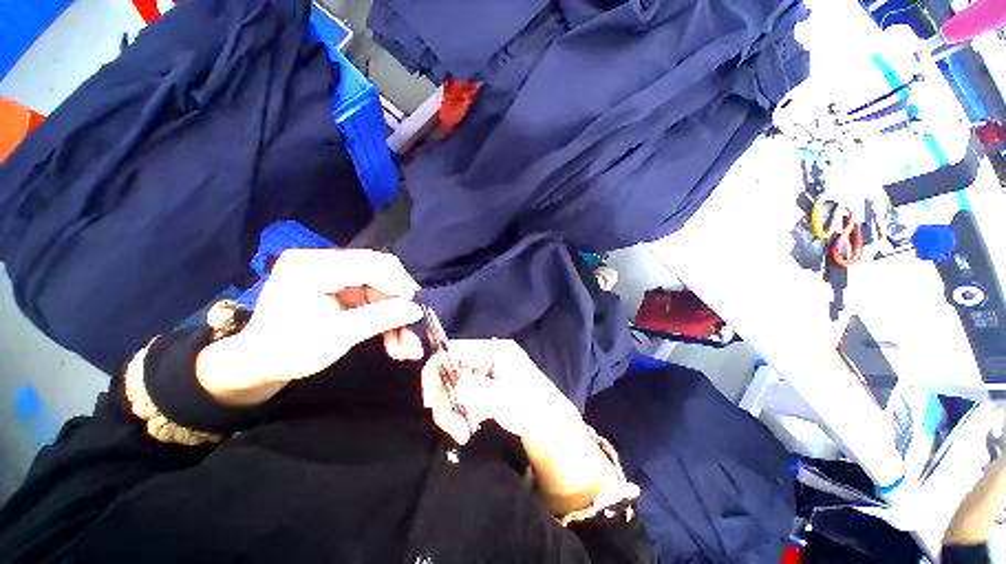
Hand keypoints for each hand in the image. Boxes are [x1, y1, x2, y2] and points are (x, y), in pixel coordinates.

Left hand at [197, 249, 424, 404]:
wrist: (258, 365)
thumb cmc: (288, 351)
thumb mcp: (336, 337)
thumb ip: (380, 318)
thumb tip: (416, 310)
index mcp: (312, 267)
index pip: (369, 265)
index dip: (399, 285)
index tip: (418, 309)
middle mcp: (324, 263)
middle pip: (380, 275)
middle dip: (400, 304)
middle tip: (414, 329)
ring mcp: (334, 275)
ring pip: (381, 289)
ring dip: (396, 316)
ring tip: (406, 346)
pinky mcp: (341, 288)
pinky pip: (374, 298)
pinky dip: (386, 318)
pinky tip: (394, 341)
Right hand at [420, 339, 582, 444]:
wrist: (550, 426)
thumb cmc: (533, 407)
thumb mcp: (506, 398)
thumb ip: (477, 389)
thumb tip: (453, 384)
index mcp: (494, 350)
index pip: (454, 350)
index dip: (437, 371)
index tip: (430, 401)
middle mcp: (486, 357)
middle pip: (450, 370)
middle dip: (446, 401)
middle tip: (454, 429)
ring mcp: (484, 373)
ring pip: (453, 386)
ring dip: (452, 411)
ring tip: (463, 433)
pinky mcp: (483, 388)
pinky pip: (461, 397)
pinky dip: (460, 413)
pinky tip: (469, 428)